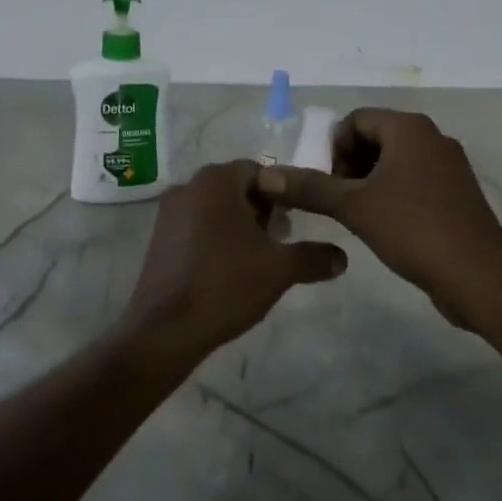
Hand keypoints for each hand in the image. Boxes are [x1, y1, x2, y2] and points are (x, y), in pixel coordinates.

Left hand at [123, 160, 346, 365]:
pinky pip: (196, 226)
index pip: (259, 170)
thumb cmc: (226, 285)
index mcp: (215, 181)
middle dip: (262, 210)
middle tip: (282, 239)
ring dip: (240, 225)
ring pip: (216, 208)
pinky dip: (217, 238)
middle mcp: (188, 187)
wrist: (166, 329)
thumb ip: (313, 257)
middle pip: (236, 187)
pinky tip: (230, 269)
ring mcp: (168, 213)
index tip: (296, 221)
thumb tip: (342, 257)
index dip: (283, 193)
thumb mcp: (280, 269)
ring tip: (260, 258)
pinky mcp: (159, 239)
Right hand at [255, 109, 501, 328]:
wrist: (481, 278)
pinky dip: (391, 194)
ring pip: (394, 161)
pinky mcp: (457, 193)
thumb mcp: (354, 207)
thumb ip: (309, 187)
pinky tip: (383, 226)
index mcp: (409, 128)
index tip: (323, 183)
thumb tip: (266, 176)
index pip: (355, 120)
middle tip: (334, 200)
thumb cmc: (414, 229)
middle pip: (375, 137)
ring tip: (354, 215)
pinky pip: (413, 181)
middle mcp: (432, 137)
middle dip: (348, 165)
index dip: (332, 148)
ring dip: (367, 182)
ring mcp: (449, 166)